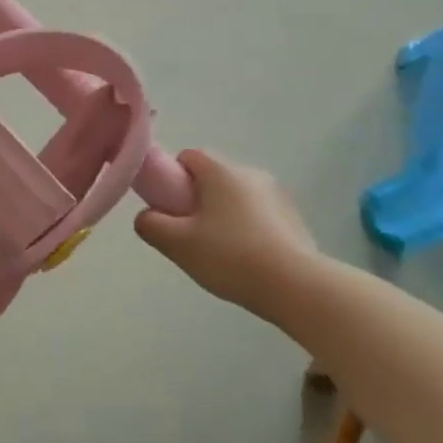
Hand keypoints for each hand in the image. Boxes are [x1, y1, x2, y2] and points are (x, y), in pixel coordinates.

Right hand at [134, 150, 318, 316]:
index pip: (188, 156)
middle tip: (190, 236)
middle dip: (197, 201)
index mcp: (221, 172)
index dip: (172, 178)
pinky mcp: (294, 218)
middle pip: (212, 178)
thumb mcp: (177, 244)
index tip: (170, 208)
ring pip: (236, 198)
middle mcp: (250, 173)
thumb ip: (150, 225)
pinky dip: (247, 230)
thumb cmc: (230, 257)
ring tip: (220, 254)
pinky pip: (258, 215)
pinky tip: (247, 261)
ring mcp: (277, 195)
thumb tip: (147, 216)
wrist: (296, 286)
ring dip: (223, 216)